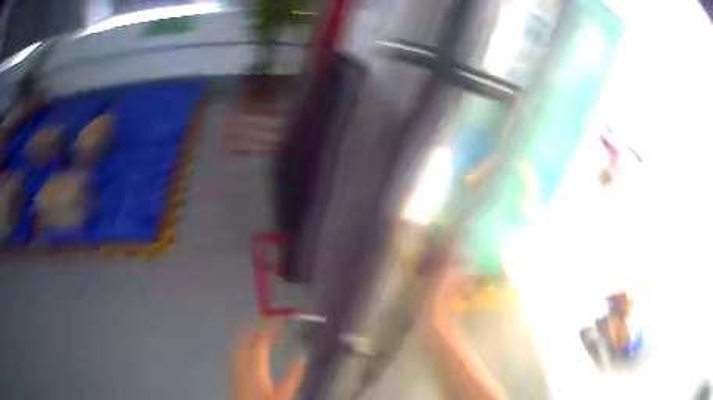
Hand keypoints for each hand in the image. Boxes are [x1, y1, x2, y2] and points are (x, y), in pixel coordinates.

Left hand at [232, 321, 304, 399]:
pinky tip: (253, 345)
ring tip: (264, 328)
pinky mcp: (233, 371)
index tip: (280, 317)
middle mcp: (241, 363)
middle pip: (243, 336)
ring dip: (250, 331)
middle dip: (256, 324)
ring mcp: (234, 366)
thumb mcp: (284, 394)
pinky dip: (245, 340)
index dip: (269, 326)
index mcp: (255, 368)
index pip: (260, 340)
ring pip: (238, 341)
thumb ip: (293, 374)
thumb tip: (302, 353)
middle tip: (271, 319)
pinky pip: (237, 349)